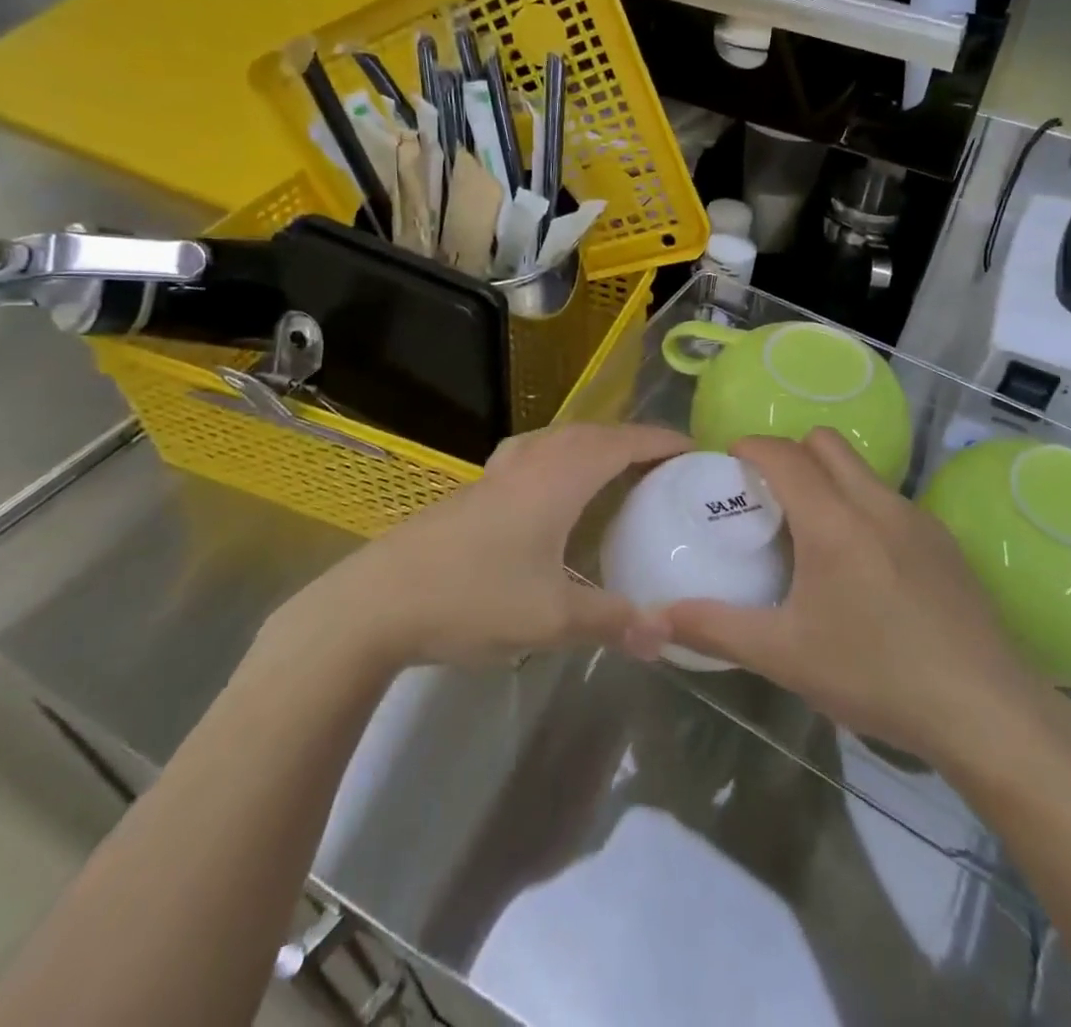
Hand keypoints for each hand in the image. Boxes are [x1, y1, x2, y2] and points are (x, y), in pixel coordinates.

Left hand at [265, 423, 689, 672]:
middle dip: (632, 440)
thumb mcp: (551, 619)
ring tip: (616, 469)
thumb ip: (614, 622)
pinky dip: (561, 457)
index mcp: (558, 478)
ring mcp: (497, 473)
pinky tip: (553, 490)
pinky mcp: (474, 491)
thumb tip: (668, 636)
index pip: (622, 443)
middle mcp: (531, 462)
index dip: (661, 441)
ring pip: (558, 439)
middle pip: (592, 433)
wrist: (375, 603)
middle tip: (664, 464)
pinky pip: (533, 455)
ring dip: (594, 444)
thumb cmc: (471, 598)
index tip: (695, 449)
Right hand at [644, 429, 1054, 767]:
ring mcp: (917, 519)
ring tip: (810, 531)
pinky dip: (862, 507)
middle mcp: (876, 502)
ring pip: (861, 470)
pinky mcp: (945, 542)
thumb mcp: (786, 655)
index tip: (727, 462)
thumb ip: (716, 629)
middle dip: (790, 453)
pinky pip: (890, 501)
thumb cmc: (876, 674)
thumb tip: (654, 619)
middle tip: (767, 496)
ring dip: (829, 479)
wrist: (987, 709)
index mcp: (833, 519)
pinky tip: (862, 565)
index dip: (750, 447)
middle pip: (826, 443)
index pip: (783, 453)